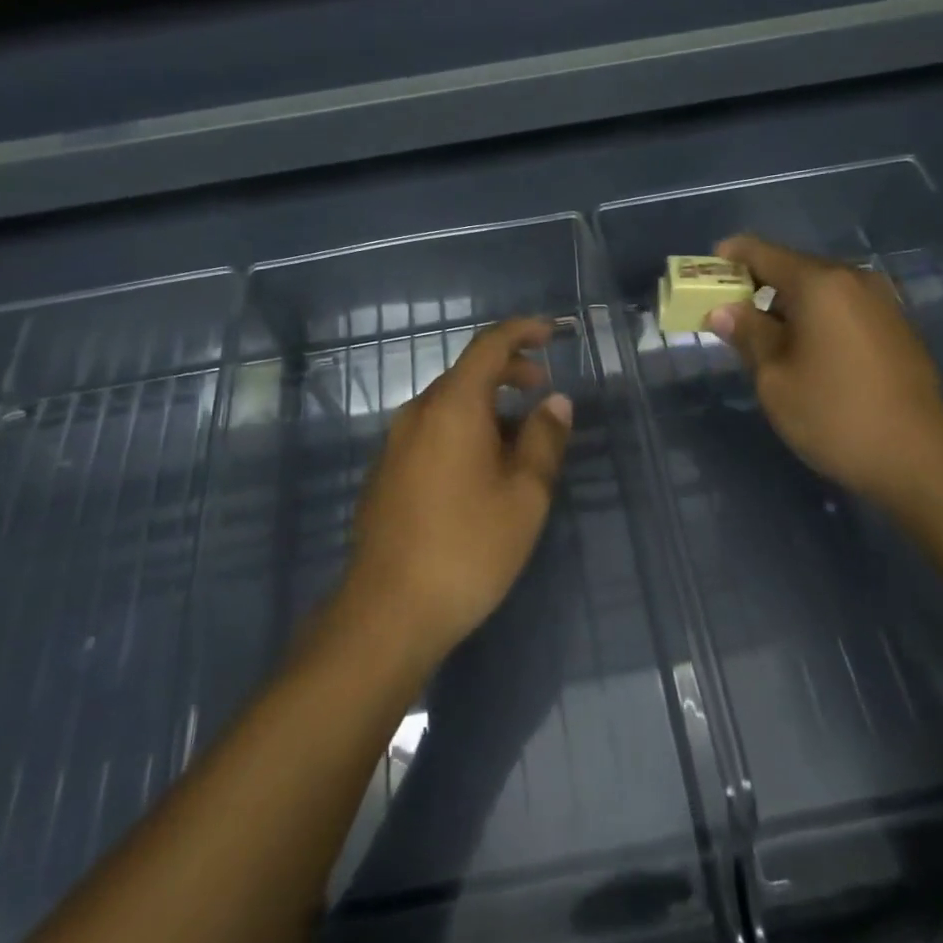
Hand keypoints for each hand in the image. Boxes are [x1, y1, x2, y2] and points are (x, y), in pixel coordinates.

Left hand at [341, 318, 573, 668]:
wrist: (388, 611)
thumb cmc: (468, 548)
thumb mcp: (525, 494)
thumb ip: (545, 439)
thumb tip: (556, 401)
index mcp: (453, 406)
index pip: (489, 346)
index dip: (523, 331)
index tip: (553, 333)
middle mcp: (418, 414)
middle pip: (467, 374)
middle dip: (509, 373)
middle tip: (544, 391)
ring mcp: (395, 444)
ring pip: (449, 406)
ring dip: (488, 408)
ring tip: (521, 442)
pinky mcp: (386, 473)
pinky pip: (432, 433)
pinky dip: (464, 432)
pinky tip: (482, 472)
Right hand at [706, 235, 942, 505]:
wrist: (917, 456)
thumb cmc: (833, 414)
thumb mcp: (774, 377)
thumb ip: (748, 334)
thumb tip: (723, 310)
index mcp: (820, 284)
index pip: (763, 252)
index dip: (731, 257)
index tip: (706, 270)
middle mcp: (853, 279)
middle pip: (794, 267)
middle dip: (757, 283)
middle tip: (728, 310)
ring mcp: (881, 301)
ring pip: (820, 289)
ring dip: (787, 302)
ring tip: (762, 333)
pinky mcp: (896, 326)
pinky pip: (843, 306)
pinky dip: (816, 316)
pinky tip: (804, 347)